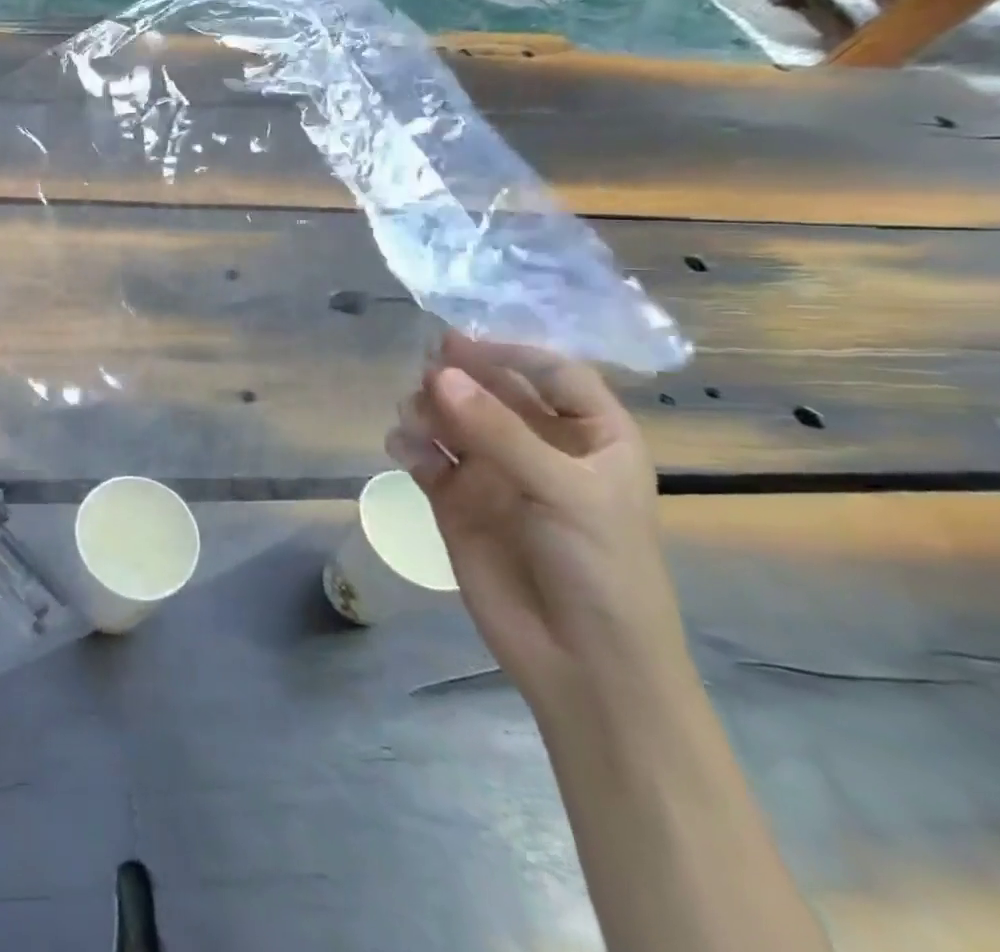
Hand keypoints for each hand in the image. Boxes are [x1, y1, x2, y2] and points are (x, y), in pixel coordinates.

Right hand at [386, 332, 690, 711]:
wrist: (582, 665)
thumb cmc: (602, 569)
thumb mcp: (565, 492)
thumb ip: (498, 431)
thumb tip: (438, 374)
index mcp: (591, 436)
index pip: (552, 373)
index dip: (511, 353)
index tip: (462, 343)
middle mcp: (539, 445)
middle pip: (492, 388)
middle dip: (459, 377)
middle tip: (427, 374)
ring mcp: (492, 472)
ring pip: (450, 417)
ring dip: (428, 408)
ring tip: (416, 419)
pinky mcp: (454, 499)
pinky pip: (424, 455)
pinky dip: (409, 445)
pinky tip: (406, 452)